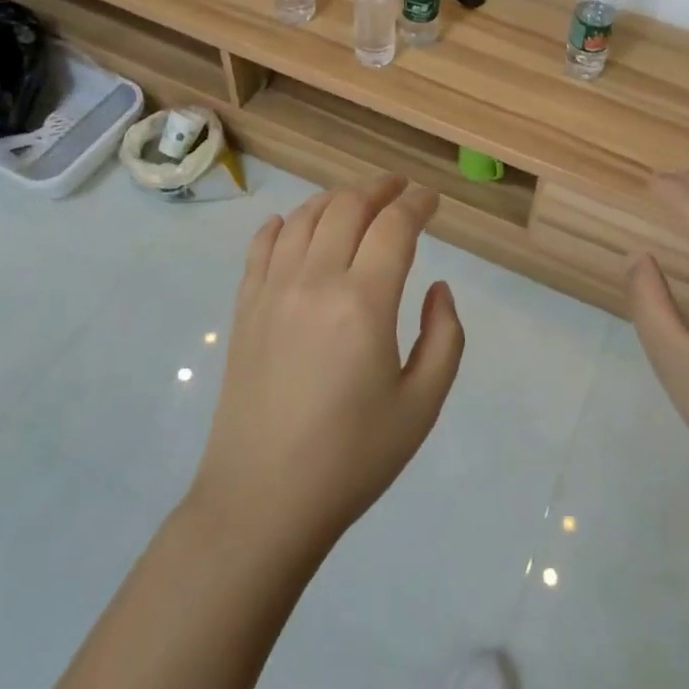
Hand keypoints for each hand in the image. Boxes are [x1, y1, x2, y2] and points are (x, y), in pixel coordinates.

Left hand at [189, 175, 464, 559]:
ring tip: (356, 200)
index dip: (417, 204)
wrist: (262, 500)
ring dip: (335, 198)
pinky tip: (293, 224)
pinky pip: (262, 245)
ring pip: (305, 217)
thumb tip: (438, 288)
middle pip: (347, 207)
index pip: (394, 227)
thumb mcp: (421, 405)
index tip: (432, 199)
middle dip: (378, 189)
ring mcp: (272, 290)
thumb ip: (443, 337)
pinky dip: (283, 224)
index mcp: (363, 302)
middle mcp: (315, 280)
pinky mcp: (244, 307)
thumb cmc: (352, 457)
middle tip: (399, 189)